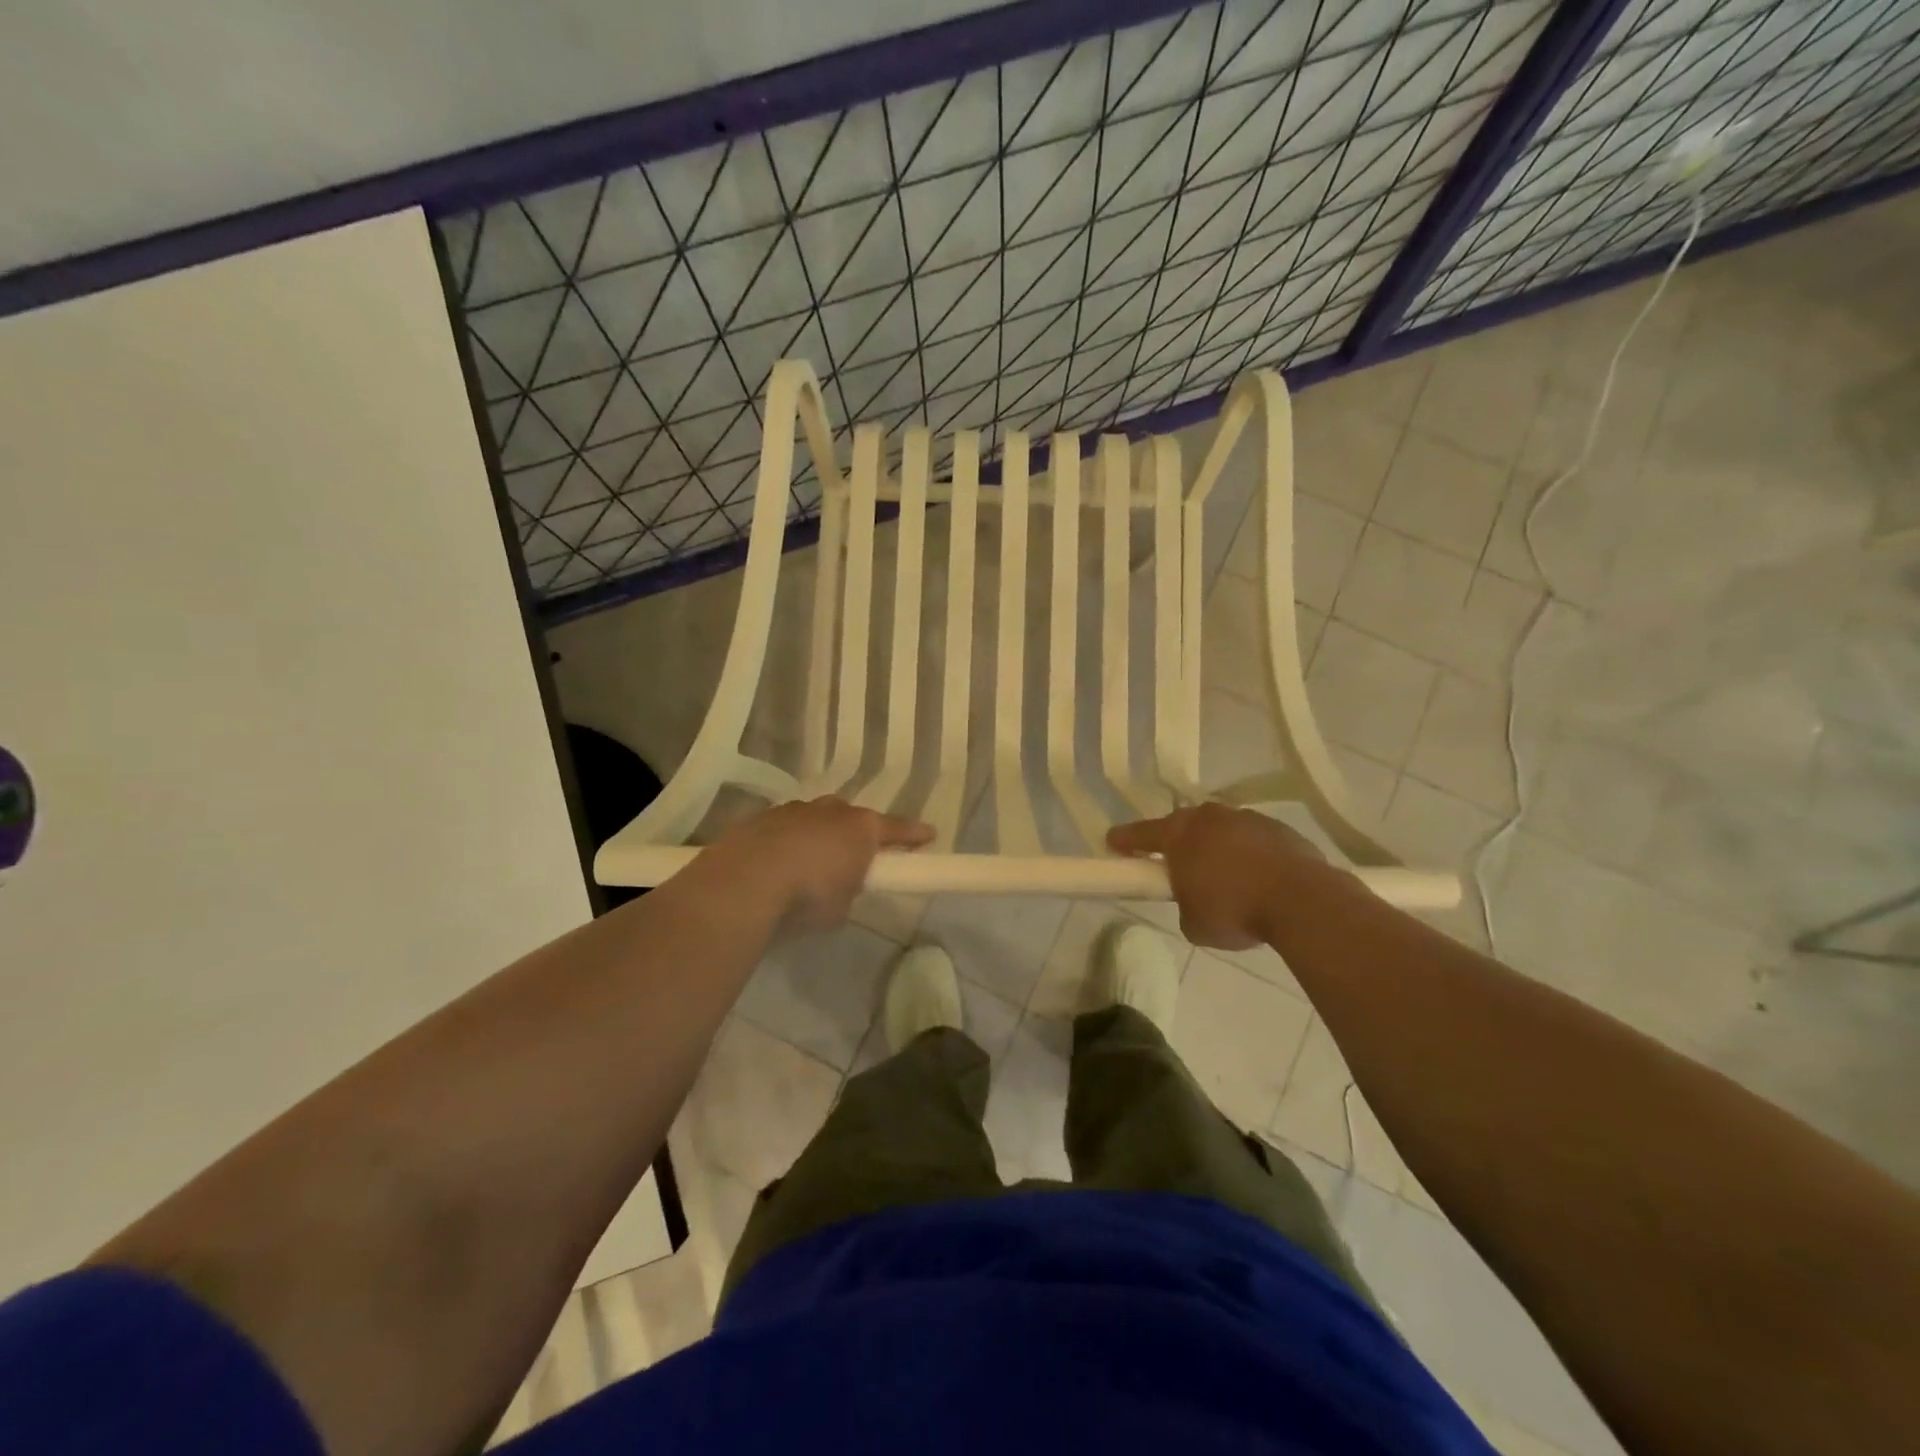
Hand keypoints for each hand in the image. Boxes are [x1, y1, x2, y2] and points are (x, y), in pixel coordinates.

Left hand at [711, 797, 933, 929]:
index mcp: (861, 828)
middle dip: (856, 833)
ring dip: (818, 835)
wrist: (746, 881)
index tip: (929, 835)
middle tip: (855, 855)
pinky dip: (787, 842)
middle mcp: (831, 811)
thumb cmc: (809, 895)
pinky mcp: (761, 819)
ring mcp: (794, 810)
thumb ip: (848, 890)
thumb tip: (839, 887)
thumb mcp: (842, 906)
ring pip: (815, 818)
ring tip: (810, 863)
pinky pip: (784, 828)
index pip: (898, 829)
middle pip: (852, 817)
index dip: (914, 835)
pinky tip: (777, 865)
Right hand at [1108, 804, 1331, 949]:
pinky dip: (1248, 854)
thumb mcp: (1194, 924)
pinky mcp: (1279, 828)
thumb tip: (1196, 900)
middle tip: (1176, 864)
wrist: (1302, 901)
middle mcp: (1209, 818)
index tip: (1112, 842)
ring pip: (1220, 829)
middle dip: (1177, 841)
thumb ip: (1185, 905)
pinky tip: (1257, 878)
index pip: (1141, 834)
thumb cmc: (1235, 911)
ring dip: (1216, 846)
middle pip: (1183, 825)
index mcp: (1179, 835)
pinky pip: (1252, 839)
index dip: (1124, 840)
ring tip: (1224, 876)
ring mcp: (1246, 818)